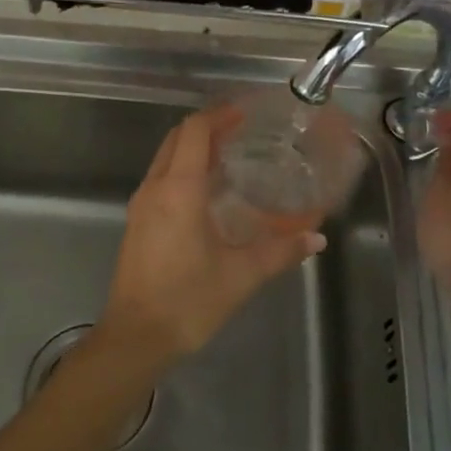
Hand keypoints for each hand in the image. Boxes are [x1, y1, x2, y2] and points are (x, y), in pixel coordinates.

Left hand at [97, 107, 326, 367]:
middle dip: (207, 128)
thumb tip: (316, 238)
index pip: (194, 131)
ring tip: (230, 157)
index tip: (245, 114)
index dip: (219, 116)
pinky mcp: (137, 224)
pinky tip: (208, 193)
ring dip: (193, 149)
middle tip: (242, 131)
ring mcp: (141, 206)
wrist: (134, 337)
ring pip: (165, 159)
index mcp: (178, 190)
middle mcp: (155, 189)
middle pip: (176, 139)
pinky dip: (183, 171)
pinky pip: (160, 181)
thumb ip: (280, 251)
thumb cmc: (187, 301)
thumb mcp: (240, 275)